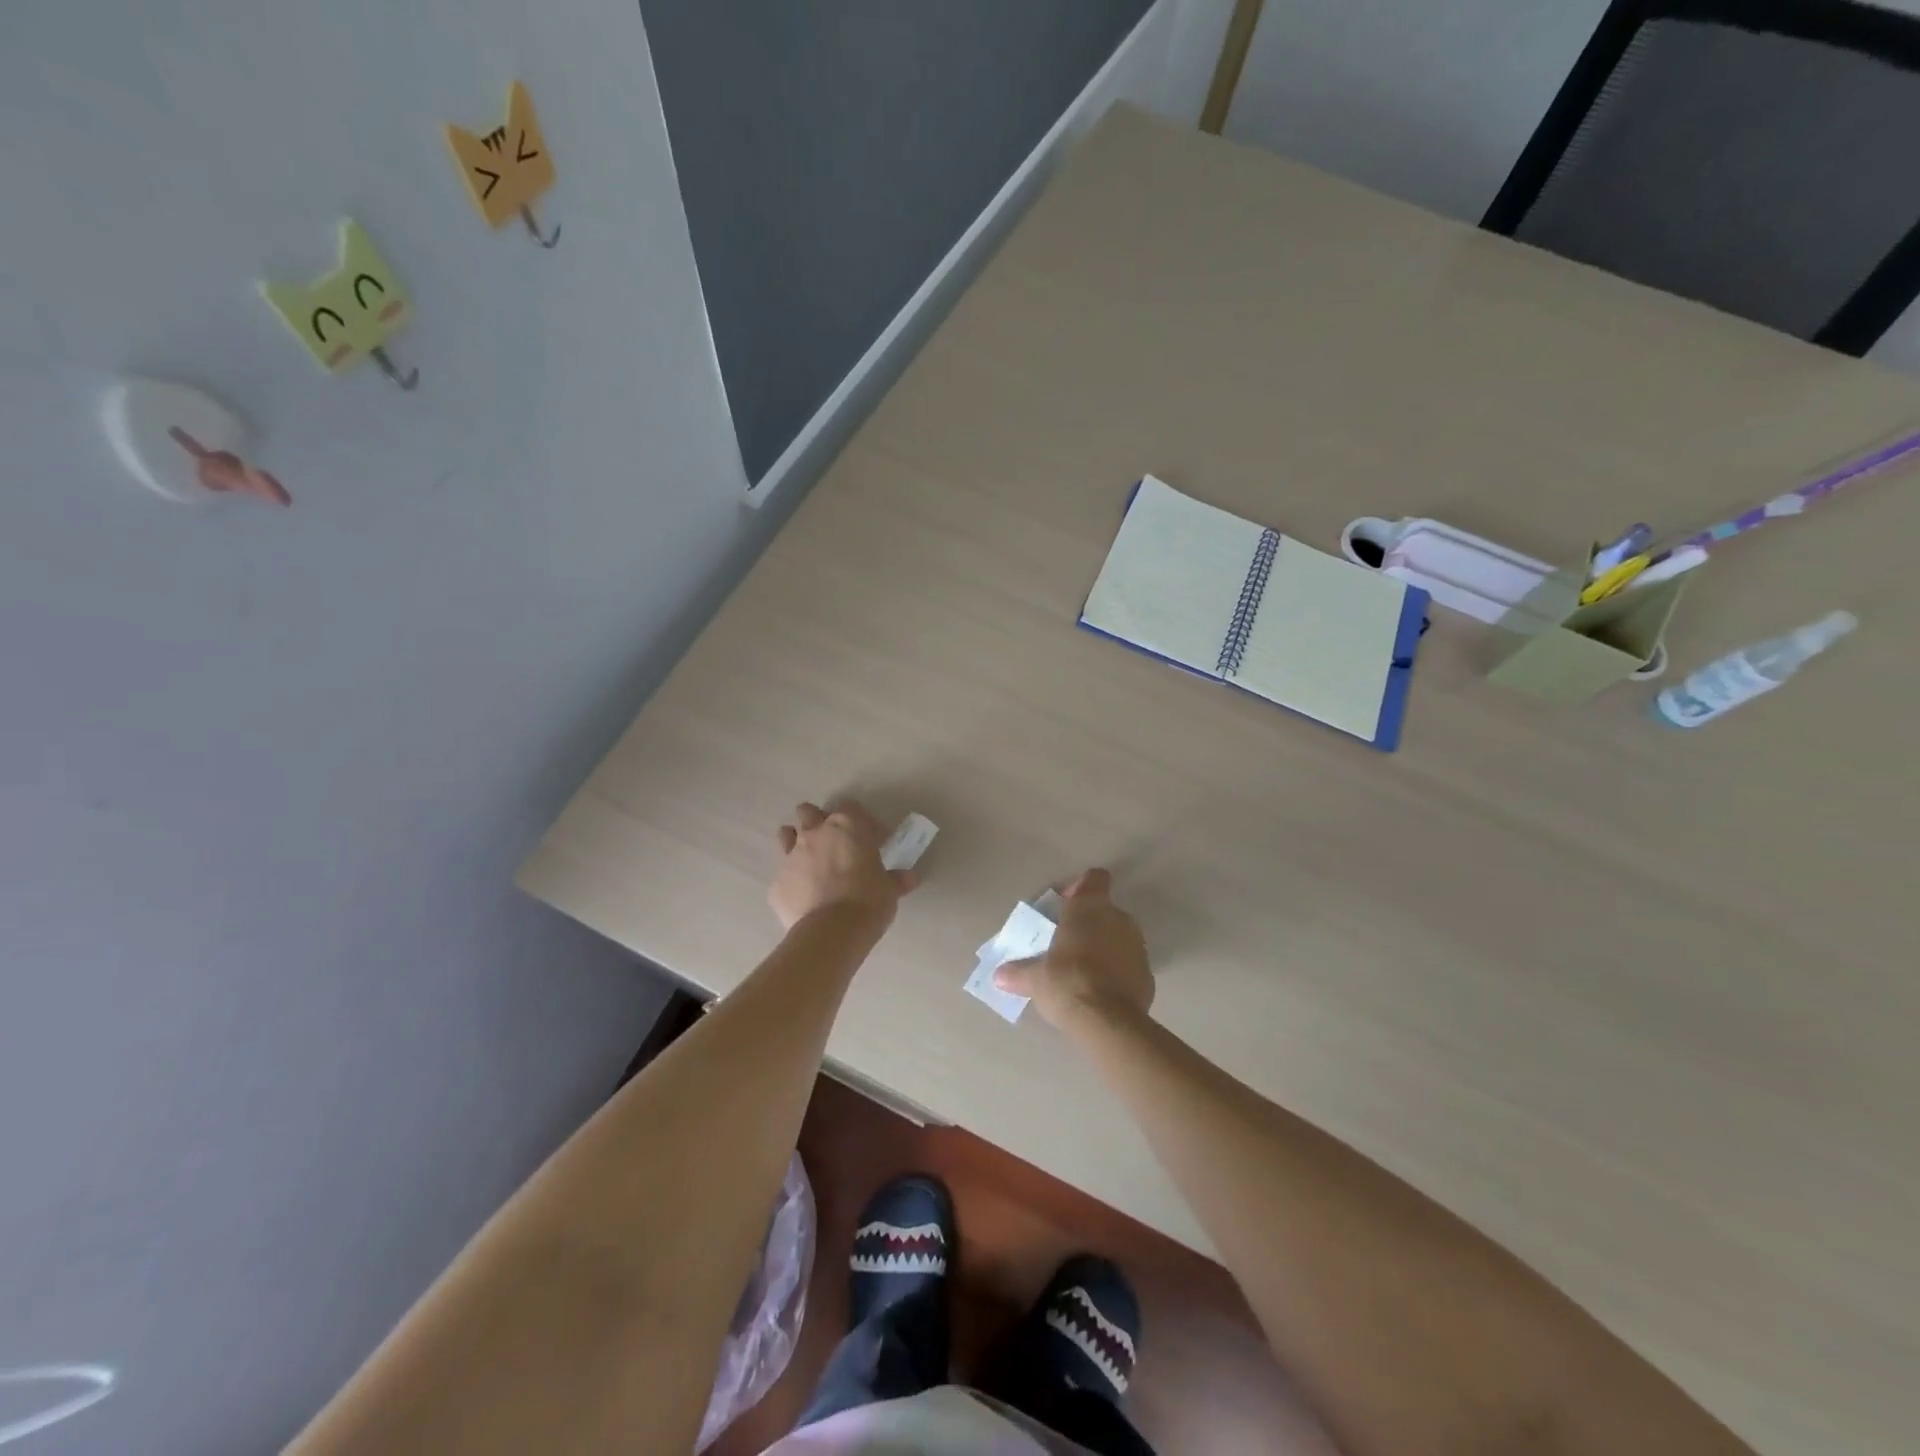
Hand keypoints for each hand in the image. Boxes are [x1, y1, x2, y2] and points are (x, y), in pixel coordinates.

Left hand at [769, 801, 915, 932]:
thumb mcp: (889, 889)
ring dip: (796, 841)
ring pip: (786, 835)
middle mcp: (814, 834)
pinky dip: (793, 881)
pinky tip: (804, 896)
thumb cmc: (868, 901)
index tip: (871, 838)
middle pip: (808, 812)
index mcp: (846, 827)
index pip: (850, 807)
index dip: (860, 820)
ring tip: (810, 860)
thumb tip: (909, 878)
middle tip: (834, 842)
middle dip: (818, 821)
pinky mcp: (777, 884)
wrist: (832, 933)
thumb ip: (896, 879)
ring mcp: (791, 857)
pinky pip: (783, 875)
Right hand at [994, 869, 1152, 1029]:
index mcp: (1089, 908)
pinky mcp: (1148, 973)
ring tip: (1083, 970)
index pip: (1094, 879)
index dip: (1081, 887)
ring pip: (1118, 936)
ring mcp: (1137, 946)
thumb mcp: (1035, 978)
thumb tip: (999, 976)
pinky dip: (1117, 971)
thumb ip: (1018, 972)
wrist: (1109, 1022)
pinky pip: (1128, 963)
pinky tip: (1101, 991)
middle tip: (1067, 944)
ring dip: (1104, 947)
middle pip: (1104, 910)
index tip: (1066, 905)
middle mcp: (1118, 918)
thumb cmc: (1067, 983)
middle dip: (1088, 923)